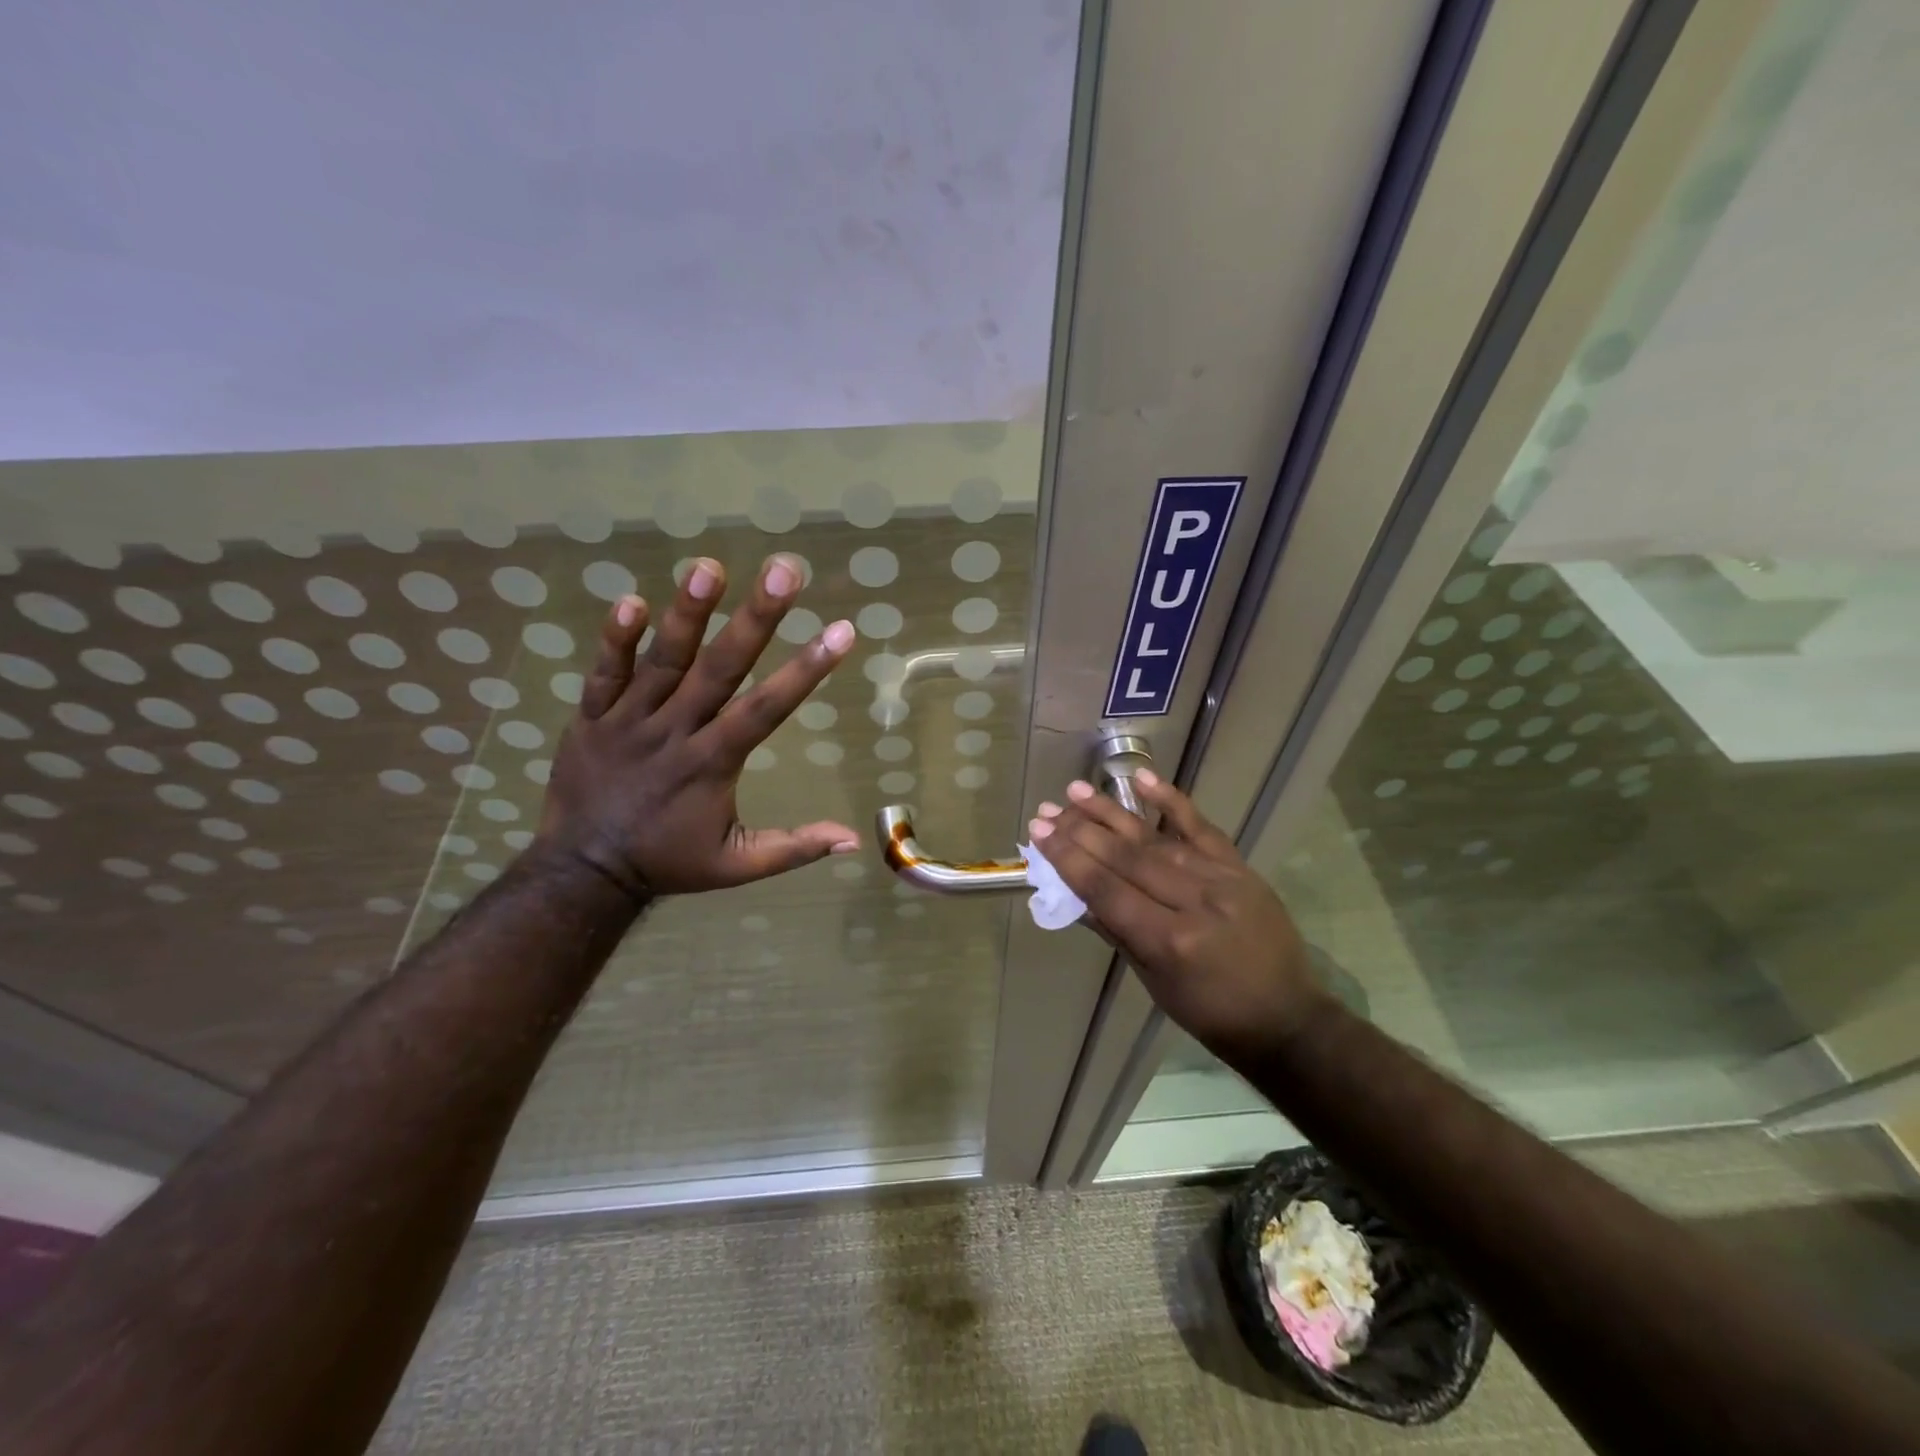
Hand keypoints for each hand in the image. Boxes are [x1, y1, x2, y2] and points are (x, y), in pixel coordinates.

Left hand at [537, 553, 860, 897]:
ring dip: (687, 614)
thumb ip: (794, 848)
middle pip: (720, 669)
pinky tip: (633, 600)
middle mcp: (674, 732)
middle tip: (784, 571)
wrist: (583, 872)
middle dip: (755, 619)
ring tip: (709, 567)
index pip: (767, 709)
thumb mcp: (737, 866)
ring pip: (662, 662)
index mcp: (712, 764)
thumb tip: (854, 839)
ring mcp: (628, 721)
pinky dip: (615, 640)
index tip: (841, 631)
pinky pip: (603, 674)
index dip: (806, 670)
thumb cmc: (669, 861)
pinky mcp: (591, 718)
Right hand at [1028, 773, 1330, 1056]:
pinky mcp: (1240, 867)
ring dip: (1111, 812)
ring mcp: (1221, 879)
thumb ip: (1116, 932)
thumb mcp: (1154, 982)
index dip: (1069, 860)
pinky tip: (1142, 779)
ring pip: (1155, 838)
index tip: (1039, 834)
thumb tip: (1075, 892)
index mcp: (1170, 941)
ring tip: (1075, 791)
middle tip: (1047, 812)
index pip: (1107, 890)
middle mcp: (1195, 903)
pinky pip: (1202, 827)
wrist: (1287, 1017)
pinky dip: (1171, 800)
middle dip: (1081, 832)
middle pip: (1127, 858)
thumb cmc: (1211, 1014)